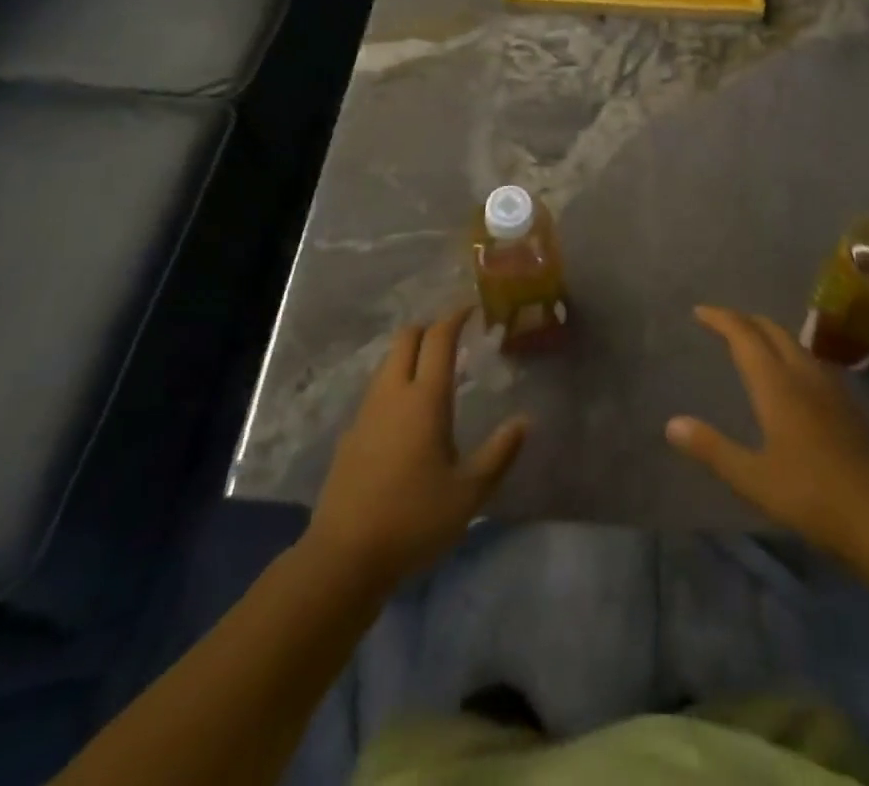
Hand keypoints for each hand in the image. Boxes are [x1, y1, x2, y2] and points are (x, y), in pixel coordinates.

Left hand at [307, 307, 527, 586]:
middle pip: (406, 338)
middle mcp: (392, 394)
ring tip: (434, 372)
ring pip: (388, 363)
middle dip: (429, 327)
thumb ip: (499, 453)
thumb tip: (525, 420)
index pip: (438, 339)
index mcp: (424, 399)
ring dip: (410, 354)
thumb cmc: (414, 520)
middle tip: (453, 336)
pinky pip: (376, 391)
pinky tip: (407, 414)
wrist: (343, 558)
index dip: (455, 317)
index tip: (471, 309)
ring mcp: (365, 413)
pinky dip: (395, 383)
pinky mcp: (350, 435)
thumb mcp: (469, 493)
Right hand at [666, 306, 868, 563]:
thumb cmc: (811, 495)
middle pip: (772, 331)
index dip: (721, 319)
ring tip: (752, 342)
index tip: (700, 312)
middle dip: (745, 320)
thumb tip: (672, 424)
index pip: (744, 336)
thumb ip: (712, 448)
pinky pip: (811, 361)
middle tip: (722, 322)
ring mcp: (830, 387)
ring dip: (769, 334)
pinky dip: (789, 353)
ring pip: (795, 343)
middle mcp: (803, 374)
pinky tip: (791, 376)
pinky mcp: (847, 404)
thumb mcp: (752, 478)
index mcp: (776, 384)